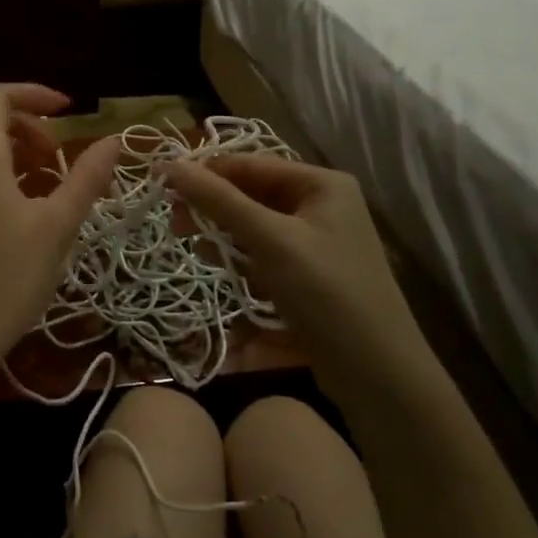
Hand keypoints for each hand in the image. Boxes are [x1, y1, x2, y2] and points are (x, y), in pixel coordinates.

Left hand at [0, 83, 118, 379]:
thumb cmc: (8, 278)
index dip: (33, 93)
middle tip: (54, 148)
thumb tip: (113, 140)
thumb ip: (86, 178)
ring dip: (4, 141)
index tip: (68, 111)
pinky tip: (13, 202)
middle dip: (20, 117)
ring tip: (40, 174)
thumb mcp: (58, 226)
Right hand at [163, 156, 421, 367]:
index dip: (204, 172)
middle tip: (174, 222)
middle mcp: (321, 204)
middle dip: (212, 207)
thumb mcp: (269, 240)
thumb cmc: (325, 292)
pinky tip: (222, 268)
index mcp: (321, 183)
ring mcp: (316, 240)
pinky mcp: (308, 272)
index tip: (160, 185)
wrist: (377, 373)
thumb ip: (218, 200)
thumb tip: (168, 164)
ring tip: (197, 250)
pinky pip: (263, 250)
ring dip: (222, 233)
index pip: (249, 164)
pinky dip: (240, 256)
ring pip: (253, 223)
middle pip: (251, 192)